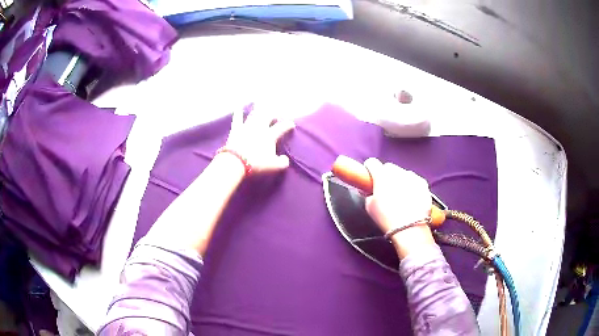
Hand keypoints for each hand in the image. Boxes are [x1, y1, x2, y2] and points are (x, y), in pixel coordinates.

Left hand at [224, 105, 294, 173]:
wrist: (236, 162)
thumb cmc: (256, 164)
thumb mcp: (274, 166)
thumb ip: (282, 163)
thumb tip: (286, 159)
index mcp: (270, 135)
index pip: (281, 127)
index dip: (288, 125)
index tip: (291, 124)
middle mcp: (260, 127)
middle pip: (268, 116)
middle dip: (273, 113)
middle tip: (275, 113)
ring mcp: (247, 126)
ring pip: (254, 114)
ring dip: (258, 109)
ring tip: (261, 104)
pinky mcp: (236, 129)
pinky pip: (237, 119)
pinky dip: (238, 113)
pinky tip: (238, 108)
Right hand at [364, 158, 434, 258]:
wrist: (410, 228)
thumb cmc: (387, 218)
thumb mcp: (369, 207)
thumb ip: (369, 194)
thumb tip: (371, 191)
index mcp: (381, 175)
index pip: (372, 163)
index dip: (370, 169)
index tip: (370, 177)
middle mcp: (397, 171)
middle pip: (388, 167)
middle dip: (386, 176)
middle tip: (385, 190)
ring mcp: (412, 176)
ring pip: (402, 174)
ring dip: (400, 180)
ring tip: (400, 196)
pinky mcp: (423, 183)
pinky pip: (414, 181)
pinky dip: (412, 186)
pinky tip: (411, 199)